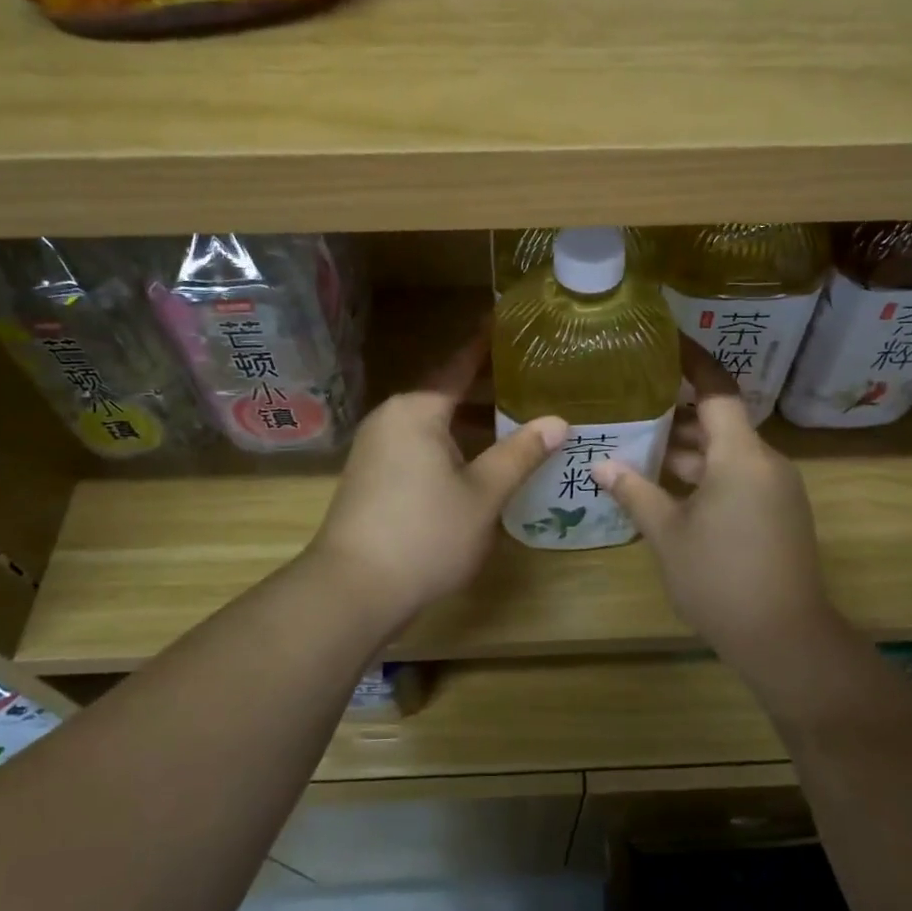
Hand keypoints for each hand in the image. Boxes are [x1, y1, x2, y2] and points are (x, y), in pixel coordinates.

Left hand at [308, 332, 566, 630]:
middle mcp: (391, 418)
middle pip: (445, 392)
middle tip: (529, 377)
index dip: (485, 345)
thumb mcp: (483, 494)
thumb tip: (557, 421)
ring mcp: (376, 448)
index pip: (459, 365)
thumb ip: (520, 454)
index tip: (505, 321)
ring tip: (512, 416)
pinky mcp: (371, 476)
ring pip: (432, 422)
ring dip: (468, 420)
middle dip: (485, 387)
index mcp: (417, 410)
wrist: (354, 589)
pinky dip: (449, 442)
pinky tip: (476, 459)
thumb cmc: (425, 534)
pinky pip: (418, 444)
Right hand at [593, 345, 847, 692]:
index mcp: (741, 456)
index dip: (693, 361)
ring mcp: (776, 489)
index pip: (717, 390)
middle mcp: (765, 462)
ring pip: (727, 452)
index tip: (666, 339)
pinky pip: (738, 476)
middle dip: (678, 412)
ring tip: (640, 442)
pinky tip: (668, 485)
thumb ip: (635, 492)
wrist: (785, 638)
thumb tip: (600, 464)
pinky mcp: (778, 512)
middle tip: (633, 399)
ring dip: (689, 448)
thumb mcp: (668, 534)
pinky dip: (705, 472)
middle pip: (720, 422)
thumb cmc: (720, 578)